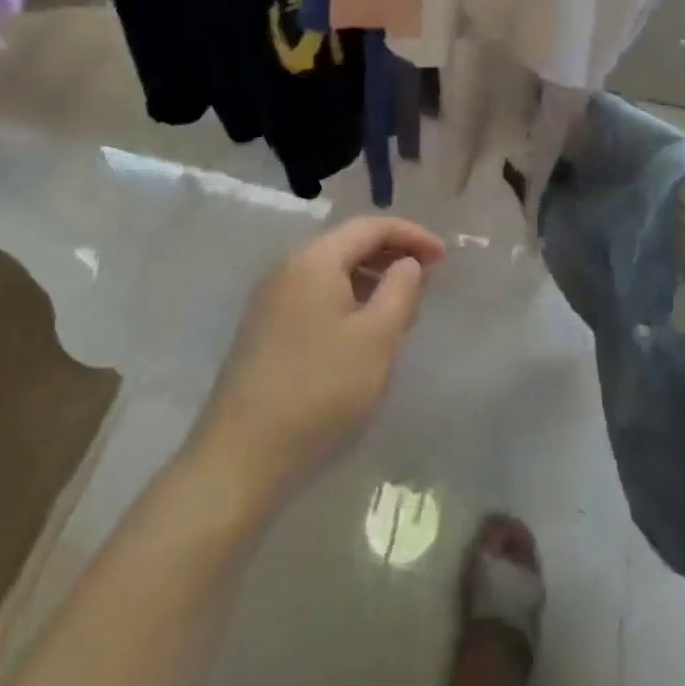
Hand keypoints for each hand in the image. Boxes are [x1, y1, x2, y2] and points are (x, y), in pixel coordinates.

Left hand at [190, 217, 446, 508]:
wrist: (240, 458)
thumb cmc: (320, 390)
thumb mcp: (377, 339)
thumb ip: (401, 290)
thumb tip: (407, 263)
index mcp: (314, 260)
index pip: (370, 227)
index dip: (411, 235)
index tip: (444, 256)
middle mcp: (287, 269)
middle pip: (347, 244)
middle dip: (391, 254)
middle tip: (428, 276)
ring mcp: (270, 300)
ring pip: (331, 271)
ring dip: (370, 277)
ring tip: (401, 304)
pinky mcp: (263, 330)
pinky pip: (315, 296)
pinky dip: (347, 298)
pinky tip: (362, 329)